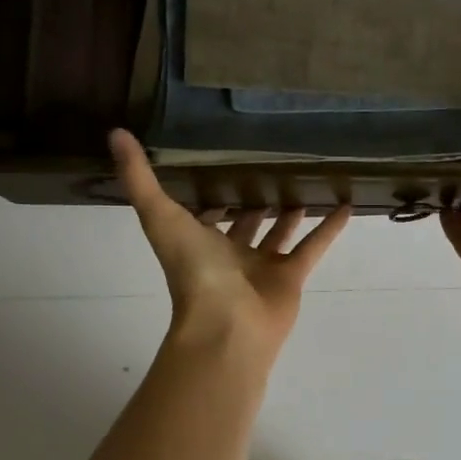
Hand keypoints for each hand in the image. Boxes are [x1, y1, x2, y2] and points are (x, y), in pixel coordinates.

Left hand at [111, 130, 350, 354]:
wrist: (226, 326)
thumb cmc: (193, 273)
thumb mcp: (161, 217)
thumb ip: (139, 178)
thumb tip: (115, 133)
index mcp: (197, 242)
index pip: (203, 213)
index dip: (209, 193)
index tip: (219, 163)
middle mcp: (229, 255)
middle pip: (243, 223)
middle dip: (251, 200)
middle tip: (268, 166)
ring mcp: (261, 268)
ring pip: (279, 234)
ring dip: (289, 212)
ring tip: (303, 181)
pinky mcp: (291, 278)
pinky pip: (312, 248)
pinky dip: (328, 229)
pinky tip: (345, 205)